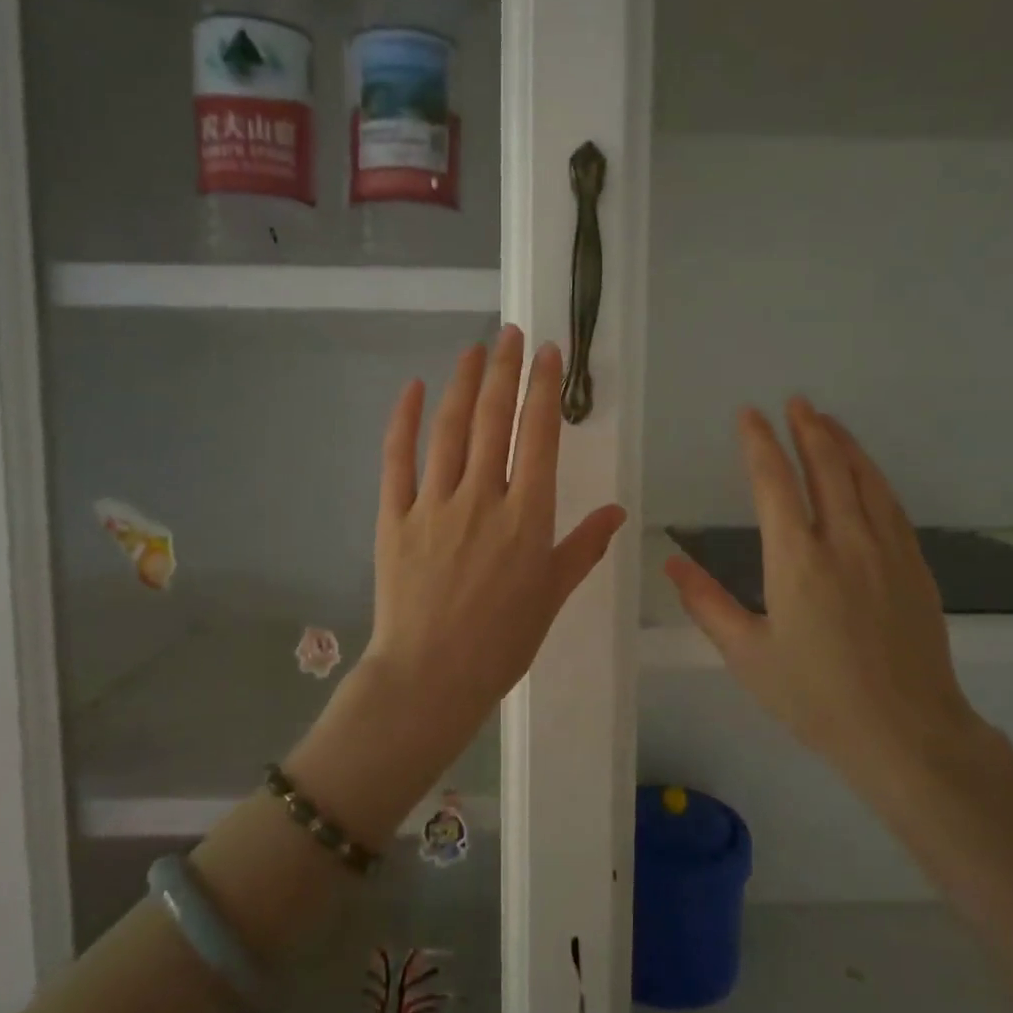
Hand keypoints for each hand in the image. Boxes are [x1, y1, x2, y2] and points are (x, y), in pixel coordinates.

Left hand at [358, 325, 625, 753]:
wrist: (430, 678)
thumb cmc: (501, 643)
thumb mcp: (552, 596)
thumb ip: (583, 549)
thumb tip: (617, 513)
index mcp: (527, 517)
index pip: (540, 437)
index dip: (544, 390)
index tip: (548, 354)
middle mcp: (482, 498)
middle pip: (495, 420)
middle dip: (505, 371)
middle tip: (511, 333)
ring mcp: (434, 504)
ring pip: (450, 430)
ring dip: (463, 384)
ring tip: (474, 349)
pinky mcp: (394, 517)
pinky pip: (397, 460)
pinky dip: (405, 421)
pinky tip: (415, 389)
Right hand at [663, 399, 986, 791]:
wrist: (906, 732)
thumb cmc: (815, 697)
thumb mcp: (747, 655)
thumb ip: (706, 603)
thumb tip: (672, 561)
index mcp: (796, 560)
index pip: (774, 483)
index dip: (759, 443)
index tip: (749, 416)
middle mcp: (844, 542)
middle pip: (826, 467)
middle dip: (807, 429)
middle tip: (794, 401)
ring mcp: (887, 550)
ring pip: (865, 478)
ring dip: (844, 443)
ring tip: (827, 419)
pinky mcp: (915, 565)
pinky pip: (891, 504)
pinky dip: (874, 475)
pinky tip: (866, 471)